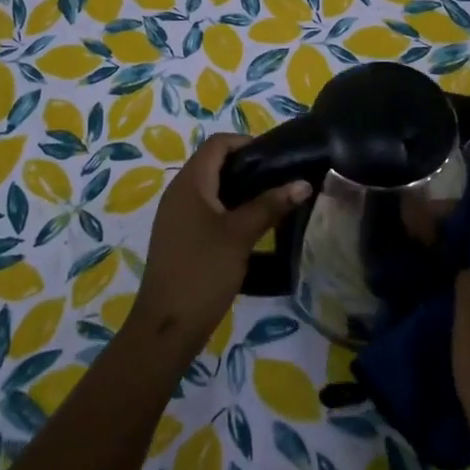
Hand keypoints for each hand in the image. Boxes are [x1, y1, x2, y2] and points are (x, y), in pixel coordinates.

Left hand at [126, 134, 309, 363]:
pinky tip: (249, 227)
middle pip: (213, 163)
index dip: (246, 142)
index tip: (276, 157)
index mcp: (189, 183)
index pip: (217, 144)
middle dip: (246, 166)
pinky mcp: (178, 237)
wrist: (166, 327)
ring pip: (210, 188)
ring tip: (270, 201)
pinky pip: (204, 209)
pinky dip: (227, 209)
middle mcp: (178, 192)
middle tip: (279, 179)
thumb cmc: (203, 271)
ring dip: (238, 189)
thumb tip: (303, 182)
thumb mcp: (240, 235)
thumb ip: (271, 205)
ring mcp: (175, 216)